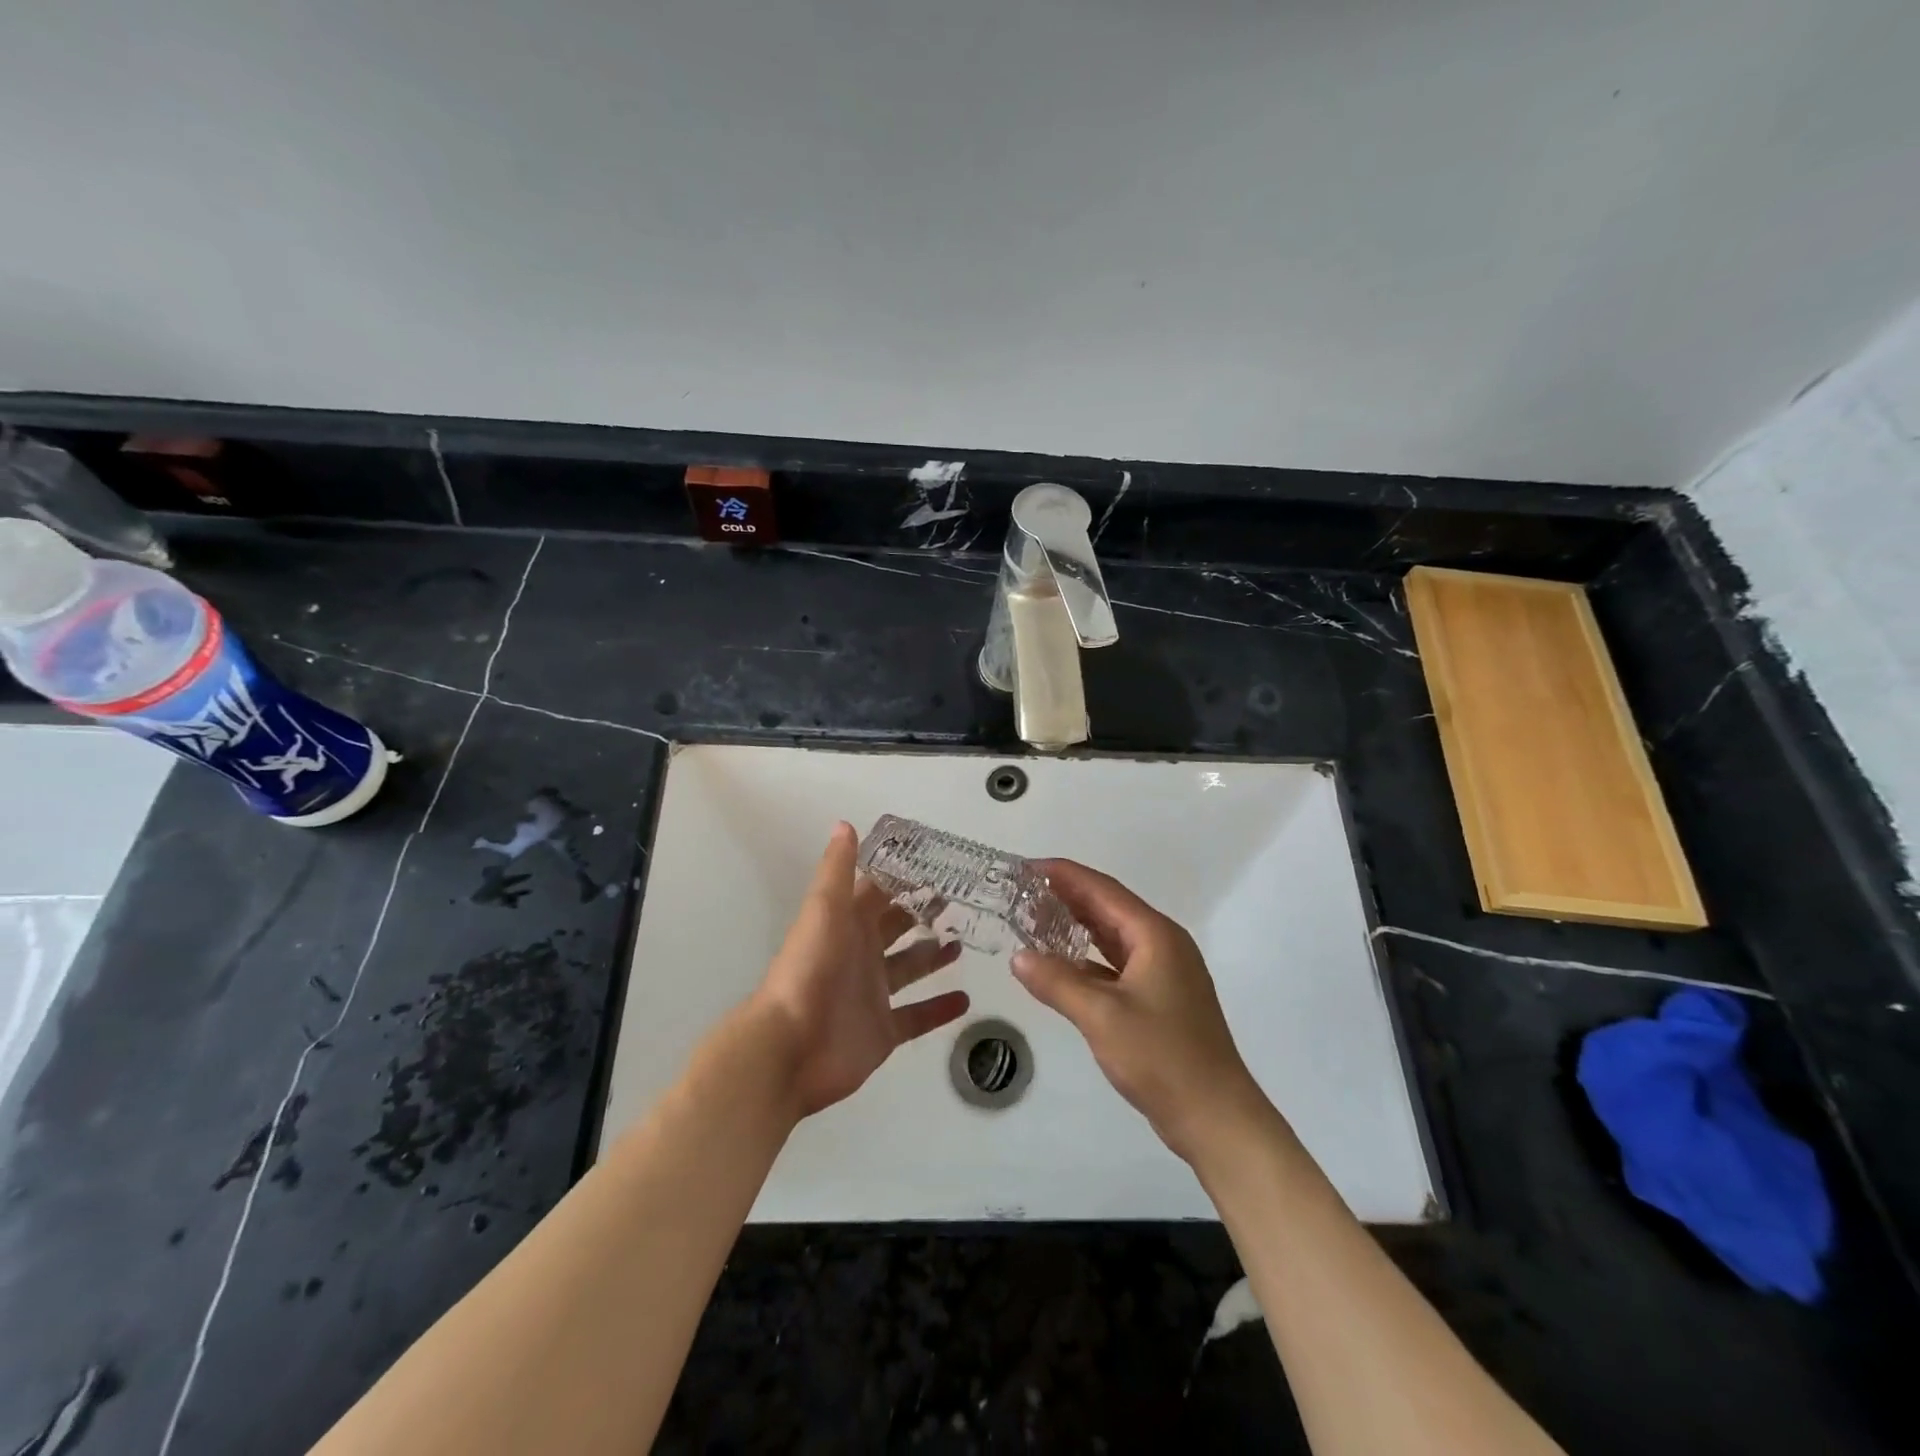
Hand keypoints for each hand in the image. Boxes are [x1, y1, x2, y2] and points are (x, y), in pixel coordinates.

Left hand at [750, 822, 970, 1116]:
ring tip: (963, 942)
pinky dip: (939, 1009)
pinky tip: (966, 999)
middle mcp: (862, 954)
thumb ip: (837, 870)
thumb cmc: (809, 971)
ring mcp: (874, 993)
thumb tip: (844, 823)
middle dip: (923, 912)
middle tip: (959, 899)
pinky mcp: (884, 1030)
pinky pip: (917, 1017)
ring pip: (909, 968)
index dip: (902, 876)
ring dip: (933, 956)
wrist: (790, 1048)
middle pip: (897, 926)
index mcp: (848, 923)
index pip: (878, 891)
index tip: (938, 862)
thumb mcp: (823, 911)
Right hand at [1012, 860, 1269, 1163]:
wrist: (1216, 1118)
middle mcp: (1162, 945)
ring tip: (1034, 919)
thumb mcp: (1101, 1016)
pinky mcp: (1160, 999)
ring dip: (1076, 927)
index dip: (1064, 874)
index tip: (1026, 867)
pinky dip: (1087, 960)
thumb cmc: (1162, 1057)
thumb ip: (1057, 982)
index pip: (1103, 890)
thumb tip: (1018, 956)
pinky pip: (1117, 965)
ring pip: (1112, 937)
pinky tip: (1061, 966)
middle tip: (1022, 892)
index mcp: (1155, 935)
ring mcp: (1164, 973)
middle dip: (1066, 897)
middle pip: (1108, 908)